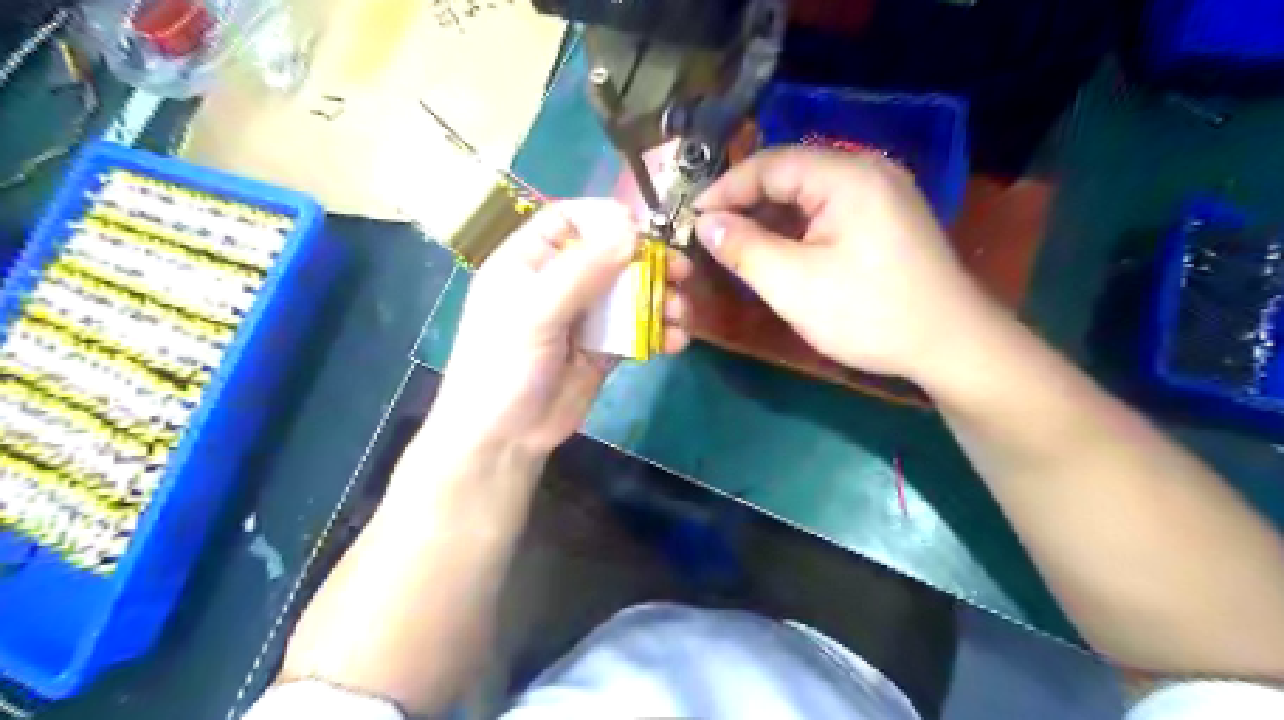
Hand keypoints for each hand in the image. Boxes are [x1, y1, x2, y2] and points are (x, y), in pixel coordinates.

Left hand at [431, 197, 691, 454]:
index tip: (643, 230)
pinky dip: (659, 332)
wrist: (505, 438)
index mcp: (529, 261)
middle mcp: (559, 282)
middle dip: (648, 262)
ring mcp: (584, 317)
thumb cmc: (504, 366)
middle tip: (680, 272)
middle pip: (610, 255)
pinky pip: (638, 329)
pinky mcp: (604, 348)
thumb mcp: (535, 313)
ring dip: (660, 299)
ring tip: (681, 313)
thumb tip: (631, 230)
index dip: (606, 219)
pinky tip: (676, 343)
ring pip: (630, 293)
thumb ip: (581, 271)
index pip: (569, 220)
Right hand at [698, 145, 994, 382]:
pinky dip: (797, 229)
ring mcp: (881, 194)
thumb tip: (705, 223)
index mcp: (847, 176)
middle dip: (746, 204)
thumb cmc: (869, 313)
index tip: (691, 219)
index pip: (770, 164)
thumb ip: (743, 248)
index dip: (725, 189)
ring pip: (808, 196)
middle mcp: (867, 171)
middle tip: (710, 236)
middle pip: (790, 175)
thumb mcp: (794, 285)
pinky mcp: (886, 219)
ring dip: (770, 219)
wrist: (950, 345)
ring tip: (736, 247)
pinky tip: (778, 253)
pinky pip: (828, 212)